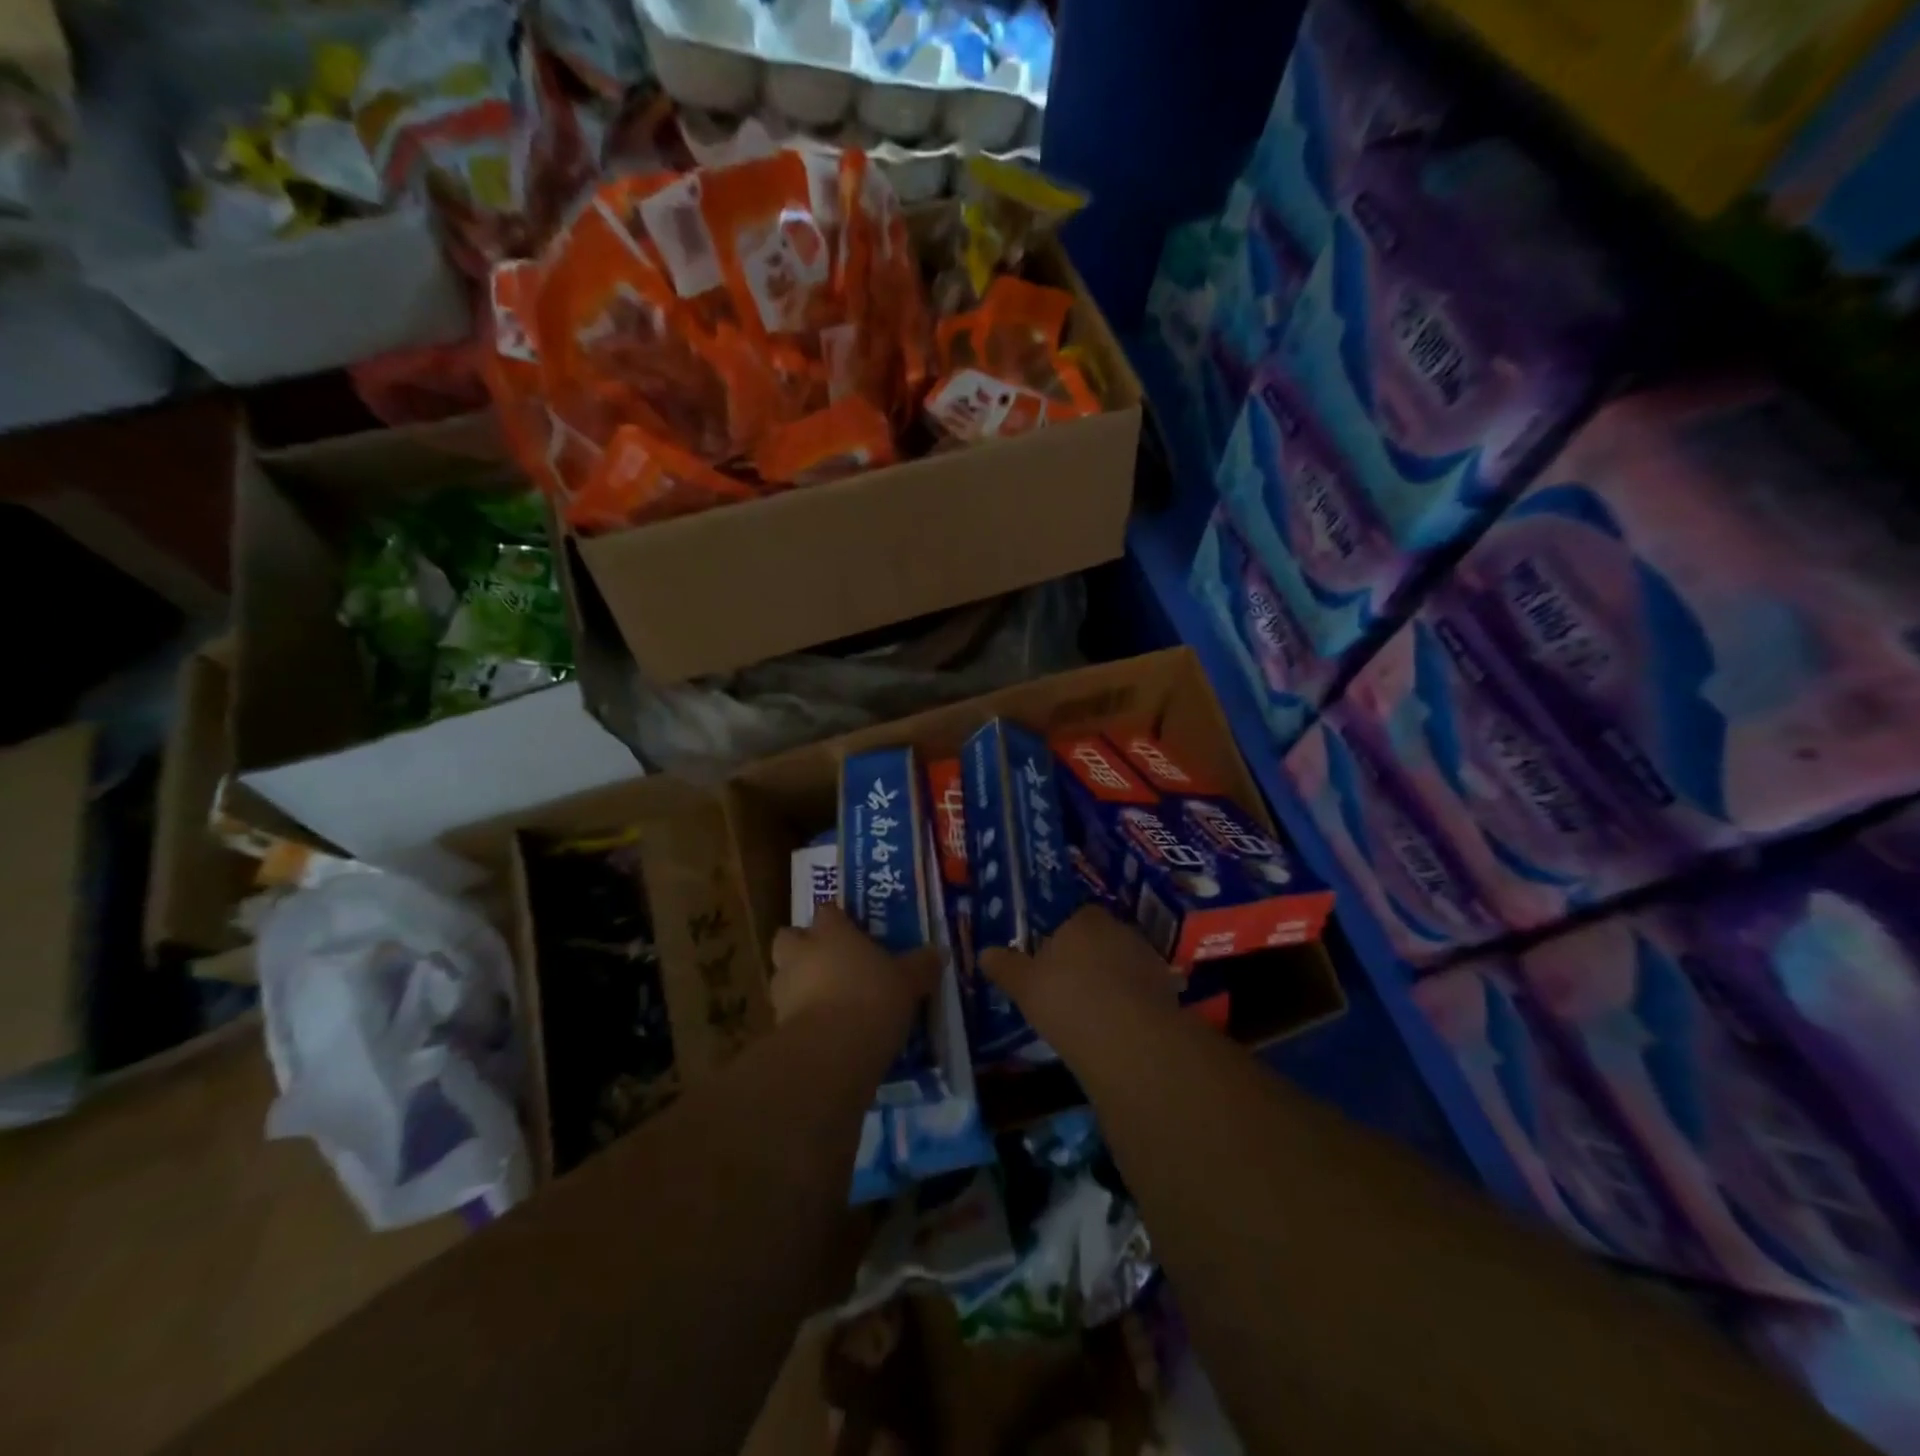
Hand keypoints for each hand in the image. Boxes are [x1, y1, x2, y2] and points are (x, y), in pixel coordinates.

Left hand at [770, 904, 938, 1031]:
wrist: (832, 1052)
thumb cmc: (874, 998)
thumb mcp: (909, 981)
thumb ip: (921, 965)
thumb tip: (940, 952)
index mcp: (832, 932)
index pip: (827, 911)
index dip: (837, 919)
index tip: (851, 930)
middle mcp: (802, 952)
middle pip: (789, 937)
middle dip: (802, 946)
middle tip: (828, 960)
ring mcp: (784, 989)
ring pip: (784, 975)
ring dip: (798, 983)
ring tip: (826, 1000)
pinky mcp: (777, 1025)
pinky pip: (788, 1013)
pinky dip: (801, 1018)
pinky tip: (824, 1031)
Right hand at [978, 904, 1176, 1049]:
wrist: (1128, 1039)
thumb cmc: (1067, 1000)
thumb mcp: (1024, 985)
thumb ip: (1005, 966)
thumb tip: (984, 953)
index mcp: (1085, 920)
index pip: (1075, 915)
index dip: (1062, 935)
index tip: (1050, 958)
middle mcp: (1121, 930)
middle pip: (1102, 937)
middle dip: (1089, 956)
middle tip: (1069, 984)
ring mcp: (1149, 959)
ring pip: (1124, 963)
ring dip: (1113, 979)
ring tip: (1094, 1009)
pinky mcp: (1168, 991)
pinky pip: (1143, 991)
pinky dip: (1132, 1003)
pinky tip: (1118, 1026)